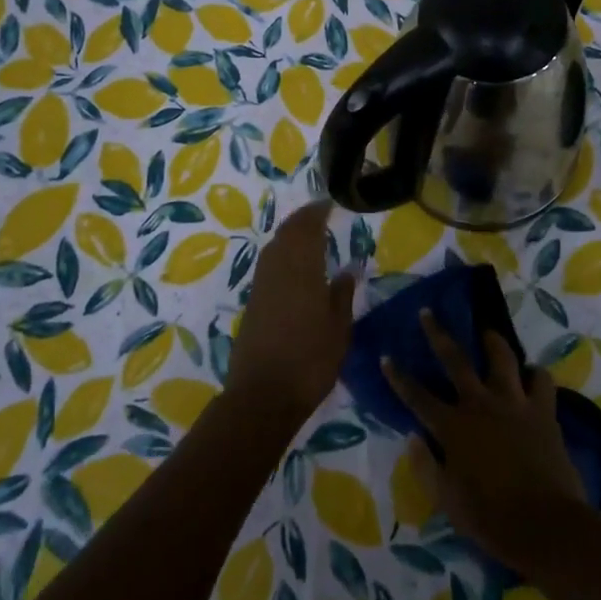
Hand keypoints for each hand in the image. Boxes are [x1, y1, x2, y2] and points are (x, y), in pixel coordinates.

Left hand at [228, 200, 355, 420]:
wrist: (262, 396)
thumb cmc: (310, 362)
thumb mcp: (338, 330)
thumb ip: (342, 295)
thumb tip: (348, 269)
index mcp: (302, 270)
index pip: (307, 229)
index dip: (316, 213)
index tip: (329, 203)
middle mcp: (277, 270)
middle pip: (286, 234)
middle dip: (301, 220)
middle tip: (318, 213)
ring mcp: (261, 287)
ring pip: (273, 248)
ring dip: (288, 234)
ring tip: (306, 233)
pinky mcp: (252, 303)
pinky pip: (267, 265)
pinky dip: (280, 253)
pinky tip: (291, 264)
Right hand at [383, 313, 585, 569]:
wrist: (546, 525)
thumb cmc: (490, 518)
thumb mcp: (447, 500)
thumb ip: (425, 466)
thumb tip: (412, 438)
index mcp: (452, 427)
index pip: (417, 396)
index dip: (399, 377)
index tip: (386, 356)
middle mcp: (480, 404)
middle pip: (455, 360)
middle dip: (437, 334)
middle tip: (428, 312)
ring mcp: (514, 403)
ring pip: (501, 358)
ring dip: (492, 341)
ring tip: (487, 332)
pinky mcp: (543, 411)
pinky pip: (541, 380)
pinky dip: (535, 375)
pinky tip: (532, 375)